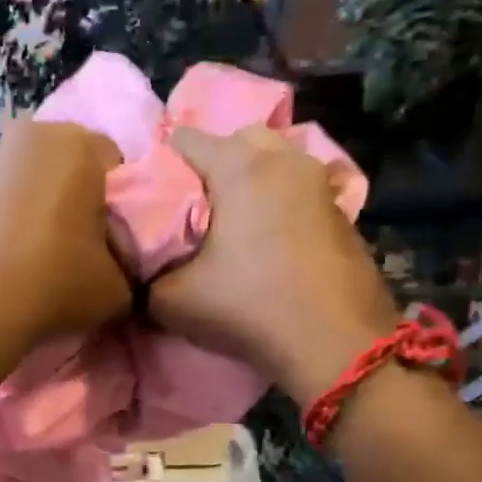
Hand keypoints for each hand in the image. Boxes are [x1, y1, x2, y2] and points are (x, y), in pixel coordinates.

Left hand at [0, 120, 131, 365]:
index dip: (116, 204)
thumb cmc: (51, 285)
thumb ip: (128, 267)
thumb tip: (115, 267)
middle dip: (72, 197)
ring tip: (28, 257)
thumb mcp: (119, 289)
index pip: (114, 163)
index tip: (109, 240)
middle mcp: (27, 137)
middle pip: (64, 164)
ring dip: (31, 206)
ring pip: (23, 179)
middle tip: (73, 247)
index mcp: (77, 145)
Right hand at [149, 126, 400, 406]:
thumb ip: (145, 273)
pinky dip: (280, 201)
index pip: (183, 138)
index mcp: (239, 167)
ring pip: (275, 160)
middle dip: (213, 164)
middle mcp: (283, 160)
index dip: (161, 165)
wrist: (336, 344)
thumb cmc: (249, 308)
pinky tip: (270, 239)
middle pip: (237, 139)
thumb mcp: (171, 300)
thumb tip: (140, 265)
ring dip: (251, 180)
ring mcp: (318, 182)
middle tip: (197, 207)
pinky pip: (298, 188)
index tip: (156, 201)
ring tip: (234, 223)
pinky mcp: (341, 210)